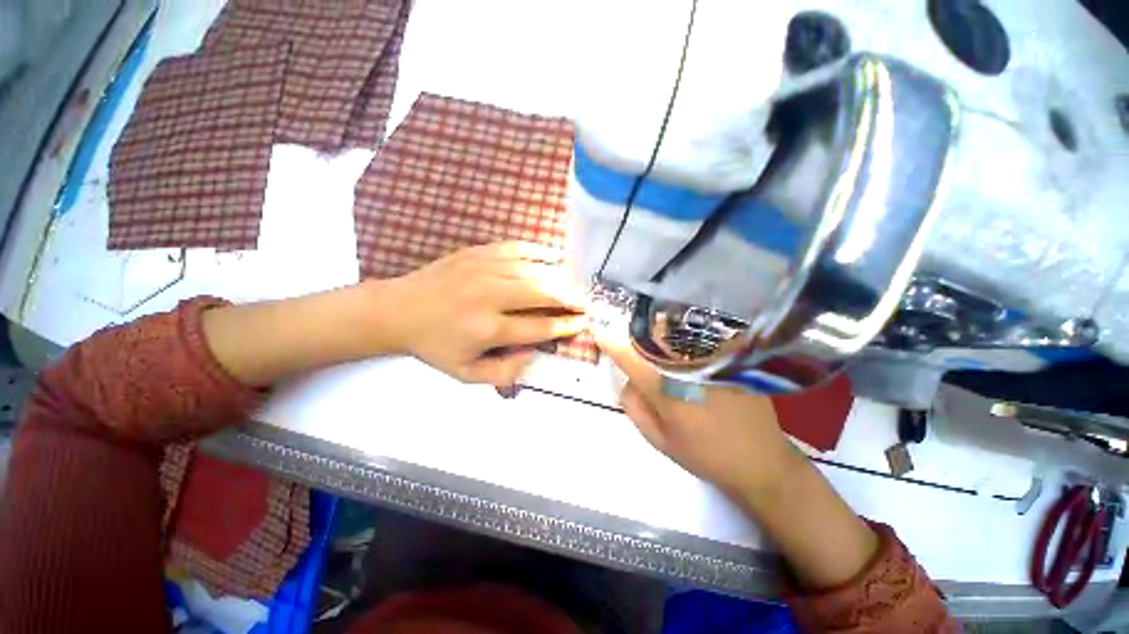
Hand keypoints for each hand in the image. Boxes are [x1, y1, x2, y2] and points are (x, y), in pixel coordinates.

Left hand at [383, 242, 589, 386]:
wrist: (398, 310)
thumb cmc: (434, 345)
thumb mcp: (465, 373)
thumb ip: (504, 372)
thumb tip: (535, 356)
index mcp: (487, 329)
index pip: (539, 327)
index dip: (566, 325)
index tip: (583, 323)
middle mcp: (489, 296)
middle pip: (543, 293)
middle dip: (571, 298)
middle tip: (587, 302)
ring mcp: (483, 269)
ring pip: (534, 270)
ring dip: (560, 278)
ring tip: (575, 285)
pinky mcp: (477, 252)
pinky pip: (517, 247)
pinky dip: (540, 251)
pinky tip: (555, 256)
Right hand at [594, 321, 799, 498]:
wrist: (760, 460)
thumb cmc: (703, 454)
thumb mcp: (657, 438)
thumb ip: (633, 404)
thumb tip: (627, 378)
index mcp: (664, 388)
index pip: (628, 355)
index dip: (610, 341)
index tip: (599, 332)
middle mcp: (685, 365)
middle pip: (651, 333)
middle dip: (635, 332)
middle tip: (629, 336)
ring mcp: (710, 358)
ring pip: (675, 330)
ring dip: (658, 328)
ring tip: (653, 333)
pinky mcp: (728, 357)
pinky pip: (698, 334)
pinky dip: (683, 333)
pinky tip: (682, 343)